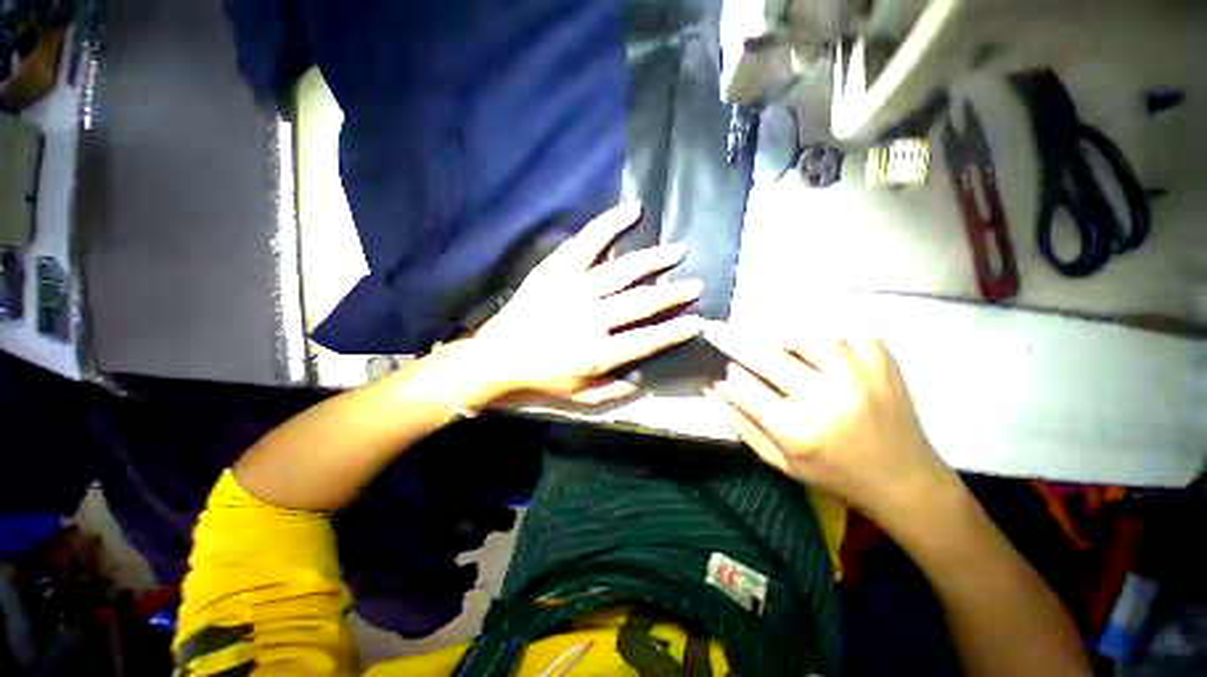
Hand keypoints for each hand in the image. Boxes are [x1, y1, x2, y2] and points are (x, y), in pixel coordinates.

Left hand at [473, 203, 703, 404]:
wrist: (497, 356)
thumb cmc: (541, 377)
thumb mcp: (579, 397)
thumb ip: (614, 391)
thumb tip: (644, 375)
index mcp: (598, 354)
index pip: (648, 340)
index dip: (676, 331)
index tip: (698, 321)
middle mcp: (592, 320)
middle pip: (641, 303)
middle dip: (673, 294)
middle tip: (696, 284)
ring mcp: (574, 290)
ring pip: (623, 271)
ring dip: (654, 260)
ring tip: (678, 249)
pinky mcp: (557, 269)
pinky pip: (588, 242)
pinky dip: (610, 224)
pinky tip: (633, 210)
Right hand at [705, 321, 955, 522]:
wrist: (904, 480)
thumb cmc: (834, 474)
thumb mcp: (780, 462)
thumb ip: (742, 425)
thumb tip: (712, 390)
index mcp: (800, 431)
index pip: (745, 391)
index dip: (722, 376)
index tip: (709, 366)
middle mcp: (828, 400)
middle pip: (768, 357)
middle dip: (732, 341)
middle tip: (714, 329)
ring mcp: (860, 375)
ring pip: (805, 336)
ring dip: (777, 334)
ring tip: (766, 338)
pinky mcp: (883, 361)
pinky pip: (847, 328)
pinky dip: (824, 325)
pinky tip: (809, 331)